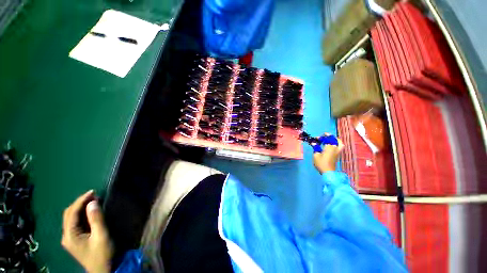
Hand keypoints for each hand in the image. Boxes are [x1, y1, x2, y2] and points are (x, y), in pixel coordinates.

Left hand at [62, 190, 112, 272]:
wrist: (103, 270)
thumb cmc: (102, 254)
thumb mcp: (101, 236)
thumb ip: (96, 219)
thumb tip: (92, 202)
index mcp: (70, 235)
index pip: (72, 213)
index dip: (81, 200)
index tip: (93, 191)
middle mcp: (66, 235)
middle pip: (68, 214)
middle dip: (80, 202)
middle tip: (94, 195)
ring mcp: (69, 238)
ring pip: (71, 218)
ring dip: (81, 207)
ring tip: (93, 201)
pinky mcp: (75, 239)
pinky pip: (75, 222)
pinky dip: (82, 214)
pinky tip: (90, 212)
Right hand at [313, 134, 344, 173]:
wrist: (328, 172)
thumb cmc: (321, 163)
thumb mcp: (316, 155)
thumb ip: (315, 148)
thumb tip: (314, 143)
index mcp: (330, 147)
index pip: (327, 139)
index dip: (322, 137)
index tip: (316, 138)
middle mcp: (335, 148)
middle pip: (335, 139)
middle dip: (330, 137)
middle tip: (325, 136)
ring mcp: (338, 152)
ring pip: (340, 143)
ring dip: (336, 140)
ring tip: (331, 140)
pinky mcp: (338, 155)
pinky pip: (339, 147)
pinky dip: (336, 144)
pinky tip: (331, 145)